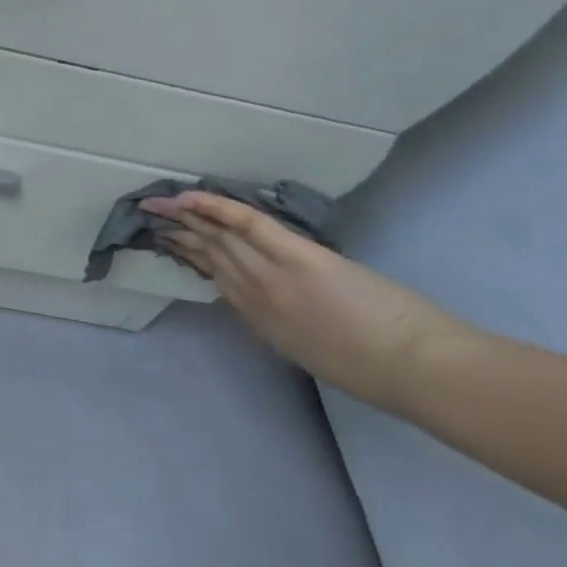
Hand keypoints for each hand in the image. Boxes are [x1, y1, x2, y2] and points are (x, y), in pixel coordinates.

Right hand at [142, 191, 472, 412]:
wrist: (416, 368)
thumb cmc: (368, 369)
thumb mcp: (305, 353)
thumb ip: (274, 323)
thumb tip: (255, 300)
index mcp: (257, 319)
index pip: (215, 278)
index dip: (188, 255)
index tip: (168, 240)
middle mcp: (254, 295)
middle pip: (209, 255)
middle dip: (178, 233)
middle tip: (150, 216)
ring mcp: (273, 273)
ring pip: (220, 237)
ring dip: (187, 217)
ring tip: (161, 204)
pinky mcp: (297, 256)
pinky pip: (247, 225)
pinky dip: (217, 208)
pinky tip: (192, 196)